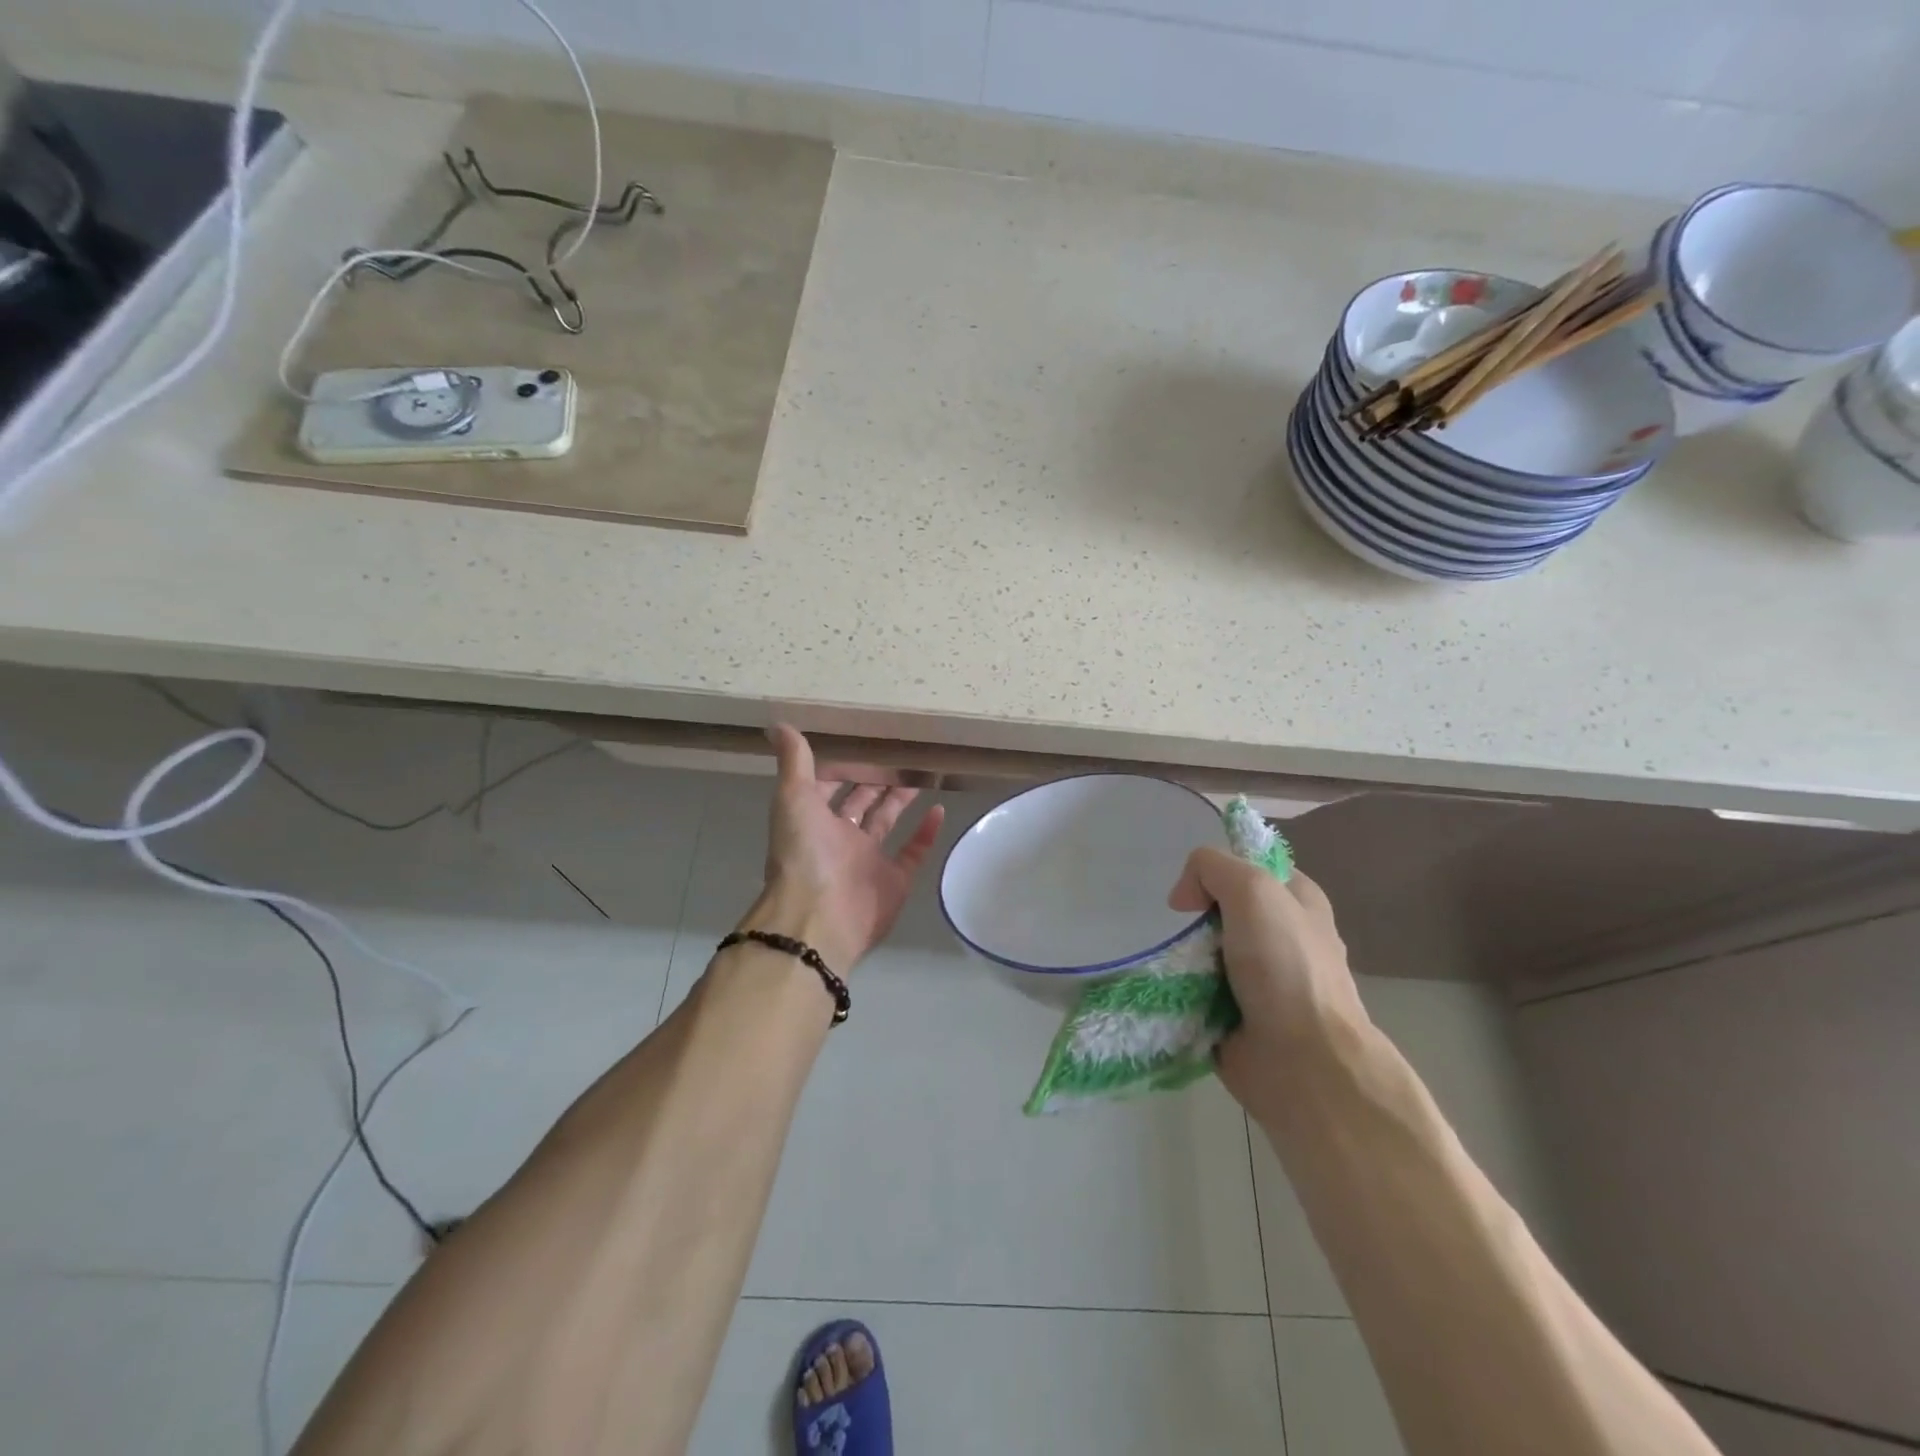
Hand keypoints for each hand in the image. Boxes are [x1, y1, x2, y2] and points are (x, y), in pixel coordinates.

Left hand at [744, 725, 945, 972]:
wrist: (819, 918)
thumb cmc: (804, 853)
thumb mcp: (793, 798)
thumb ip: (794, 762)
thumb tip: (778, 723)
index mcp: (814, 820)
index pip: (830, 786)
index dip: (844, 766)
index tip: (865, 741)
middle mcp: (840, 839)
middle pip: (861, 802)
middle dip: (877, 779)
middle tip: (901, 753)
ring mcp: (868, 861)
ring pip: (888, 822)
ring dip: (901, 799)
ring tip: (922, 773)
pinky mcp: (895, 880)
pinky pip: (914, 851)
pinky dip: (926, 832)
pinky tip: (939, 809)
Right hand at [1168, 849, 1367, 1119]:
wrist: (1303, 1062)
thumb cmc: (1285, 967)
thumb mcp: (1253, 890)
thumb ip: (1212, 868)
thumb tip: (1184, 899)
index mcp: (1298, 902)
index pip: (1250, 866)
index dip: (1218, 869)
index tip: (1195, 891)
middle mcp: (1281, 936)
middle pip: (1220, 909)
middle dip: (1195, 916)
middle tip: (1182, 930)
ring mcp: (1260, 980)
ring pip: (1204, 950)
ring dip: (1183, 955)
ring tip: (1173, 964)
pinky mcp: (1236, 1015)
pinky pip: (1197, 990)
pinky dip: (1180, 989)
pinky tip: (1169, 990)